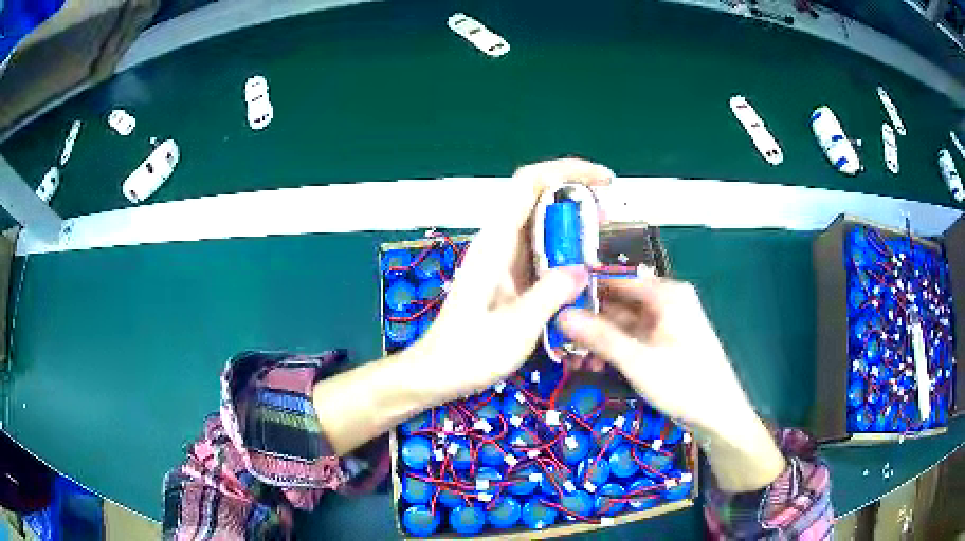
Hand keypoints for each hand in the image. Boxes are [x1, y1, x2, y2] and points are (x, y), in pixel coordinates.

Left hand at [407, 158, 612, 401]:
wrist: (436, 373)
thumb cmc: (470, 353)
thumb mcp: (516, 327)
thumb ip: (550, 294)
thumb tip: (583, 268)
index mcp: (496, 243)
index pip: (529, 183)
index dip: (568, 170)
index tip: (605, 181)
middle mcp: (498, 242)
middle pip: (537, 198)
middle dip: (576, 198)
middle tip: (607, 221)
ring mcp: (500, 258)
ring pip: (540, 224)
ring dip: (572, 226)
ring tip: (600, 242)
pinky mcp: (505, 276)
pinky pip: (538, 250)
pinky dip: (563, 250)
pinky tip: (580, 270)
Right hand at [559, 277, 751, 433]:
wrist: (720, 417)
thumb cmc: (684, 384)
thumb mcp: (638, 361)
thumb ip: (599, 336)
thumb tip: (559, 313)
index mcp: (666, 294)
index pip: (615, 278)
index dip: (583, 289)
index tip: (553, 304)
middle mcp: (667, 301)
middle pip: (618, 302)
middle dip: (588, 321)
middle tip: (556, 339)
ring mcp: (668, 323)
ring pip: (623, 323)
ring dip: (598, 339)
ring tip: (571, 360)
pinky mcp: (666, 343)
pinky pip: (633, 338)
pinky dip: (614, 349)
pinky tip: (593, 366)